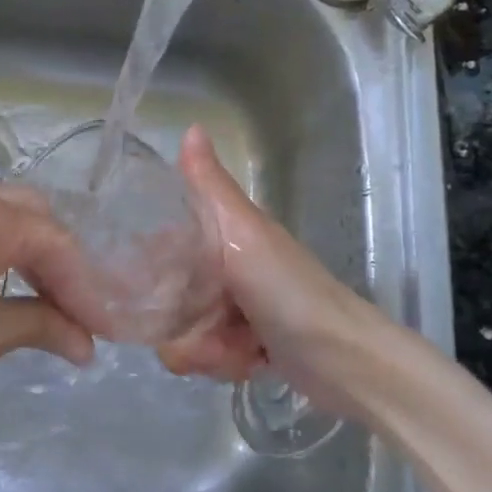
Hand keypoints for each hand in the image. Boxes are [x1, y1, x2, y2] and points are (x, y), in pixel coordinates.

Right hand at [157, 126, 388, 394]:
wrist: (344, 360)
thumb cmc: (288, 291)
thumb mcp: (244, 234)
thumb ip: (210, 188)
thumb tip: (191, 127)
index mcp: (223, 235)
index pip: (164, 245)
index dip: (150, 267)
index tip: (146, 288)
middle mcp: (224, 269)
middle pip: (168, 297)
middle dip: (182, 323)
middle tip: (212, 328)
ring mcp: (234, 310)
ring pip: (184, 333)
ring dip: (207, 349)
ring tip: (239, 348)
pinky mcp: (245, 346)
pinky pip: (207, 357)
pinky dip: (225, 364)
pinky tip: (250, 363)